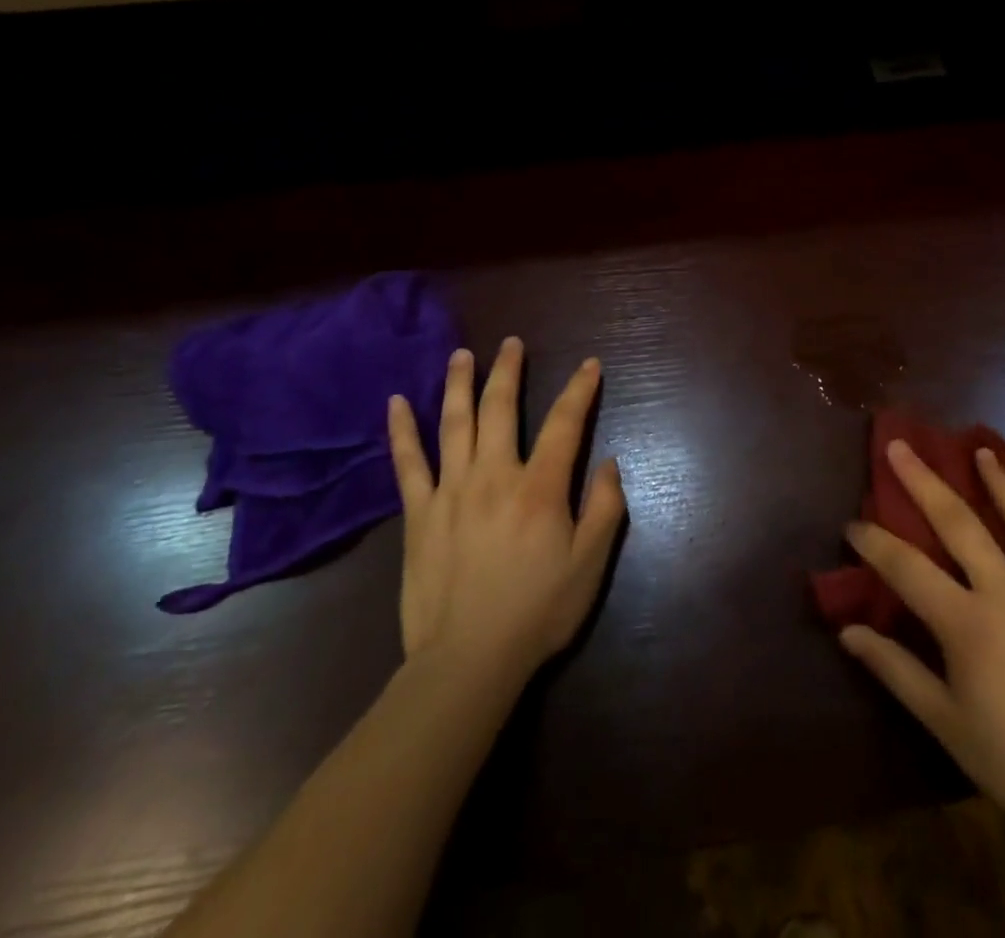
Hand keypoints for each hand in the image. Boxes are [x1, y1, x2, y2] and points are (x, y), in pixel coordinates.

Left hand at [388, 337, 625, 689]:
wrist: (467, 661)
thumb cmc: (537, 612)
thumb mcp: (590, 565)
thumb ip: (605, 508)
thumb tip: (608, 461)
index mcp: (539, 488)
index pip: (564, 424)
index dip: (579, 390)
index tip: (589, 365)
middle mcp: (494, 476)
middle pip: (501, 409)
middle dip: (509, 371)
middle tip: (512, 343)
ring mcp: (451, 491)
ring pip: (454, 423)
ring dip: (459, 384)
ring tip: (462, 354)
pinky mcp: (418, 514)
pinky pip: (408, 463)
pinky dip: (402, 431)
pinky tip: (396, 403)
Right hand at [840, 439, 1004, 867]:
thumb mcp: (946, 722)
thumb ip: (895, 670)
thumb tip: (847, 632)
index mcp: (969, 625)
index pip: (906, 567)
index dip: (873, 542)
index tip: (851, 523)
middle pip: (959, 522)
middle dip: (923, 479)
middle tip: (900, 445)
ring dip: (998, 480)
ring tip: (980, 451)